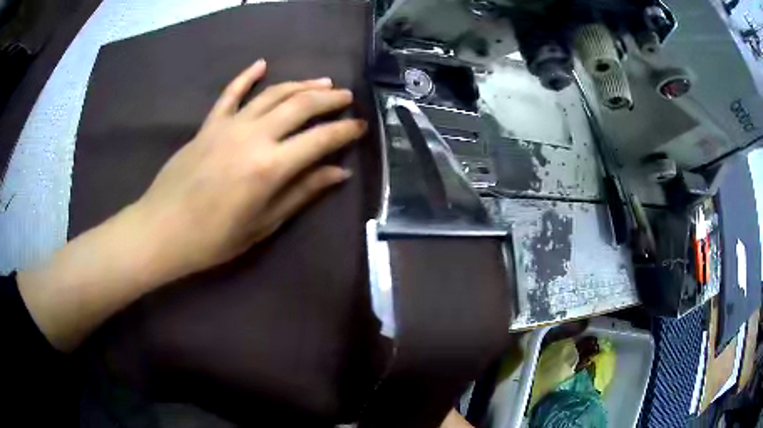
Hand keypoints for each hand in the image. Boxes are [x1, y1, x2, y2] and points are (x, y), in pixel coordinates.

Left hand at [130, 59, 366, 283]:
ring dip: (300, 84)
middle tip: (347, 98)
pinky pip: (230, 93)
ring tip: (321, 83)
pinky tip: (262, 64)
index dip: (345, 131)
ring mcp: (228, 126)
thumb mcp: (263, 224)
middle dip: (329, 99)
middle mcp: (253, 137)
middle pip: (300, 105)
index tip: (360, 126)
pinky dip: (246, 76)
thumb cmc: (214, 238)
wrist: (163, 230)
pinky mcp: (208, 125)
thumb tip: (337, 172)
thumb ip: (301, 193)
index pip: (320, 139)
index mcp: (270, 167)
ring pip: (272, 93)